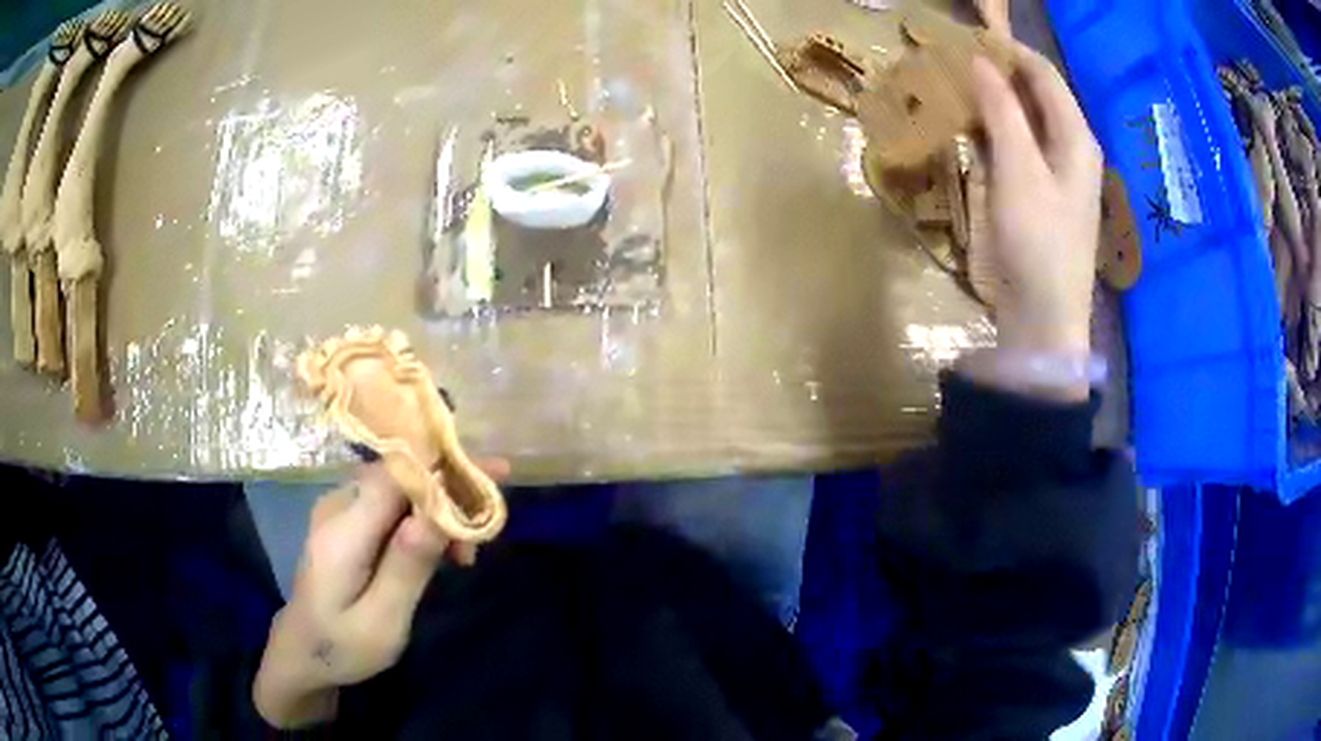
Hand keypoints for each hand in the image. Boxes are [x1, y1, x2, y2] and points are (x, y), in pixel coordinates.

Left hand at [253, 460, 507, 728]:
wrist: (302, 651)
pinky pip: (391, 501)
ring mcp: (339, 508)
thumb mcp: (382, 622)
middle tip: (481, 540)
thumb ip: (406, 567)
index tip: (496, 474)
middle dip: (449, 494)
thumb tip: (438, 514)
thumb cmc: (342, 646)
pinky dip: (422, 518)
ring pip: (399, 486)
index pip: (396, 474)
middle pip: (401, 474)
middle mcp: (338, 505)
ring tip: (464, 556)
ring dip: (438, 509)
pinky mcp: (346, 518)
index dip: (445, 466)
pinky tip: (439, 550)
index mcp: (343, 530)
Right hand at [972, 44, 1103, 355]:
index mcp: (1076, 137)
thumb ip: (1001, 110)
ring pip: (1022, 121)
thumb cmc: (1038, 241)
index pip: (1043, 74)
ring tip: (952, 87)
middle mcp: (1070, 148)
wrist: (1044, 317)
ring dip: (991, 103)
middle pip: (1034, 95)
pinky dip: (992, 134)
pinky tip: (967, 129)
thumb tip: (979, 61)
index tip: (966, 37)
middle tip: (952, 61)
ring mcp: (1054, 173)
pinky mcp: (1038, 195)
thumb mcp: (1019, 169)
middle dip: (997, 74)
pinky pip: (1015, 149)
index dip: (1008, 50)